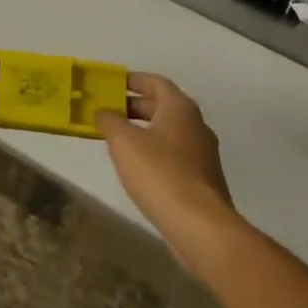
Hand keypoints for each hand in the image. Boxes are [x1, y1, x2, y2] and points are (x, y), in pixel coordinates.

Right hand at [97, 73, 239, 271]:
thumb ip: (110, 121)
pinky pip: (176, 156)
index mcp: (180, 108)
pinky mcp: (204, 180)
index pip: (155, 82)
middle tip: (109, 112)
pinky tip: (139, 169)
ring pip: (170, 132)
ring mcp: (204, 154)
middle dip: (135, 107)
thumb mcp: (124, 142)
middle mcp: (196, 125)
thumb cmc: (160, 173)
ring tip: (119, 141)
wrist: (200, 226)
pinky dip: (156, 153)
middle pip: (163, 106)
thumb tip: (103, 111)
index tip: (111, 84)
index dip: (133, 80)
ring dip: (145, 131)